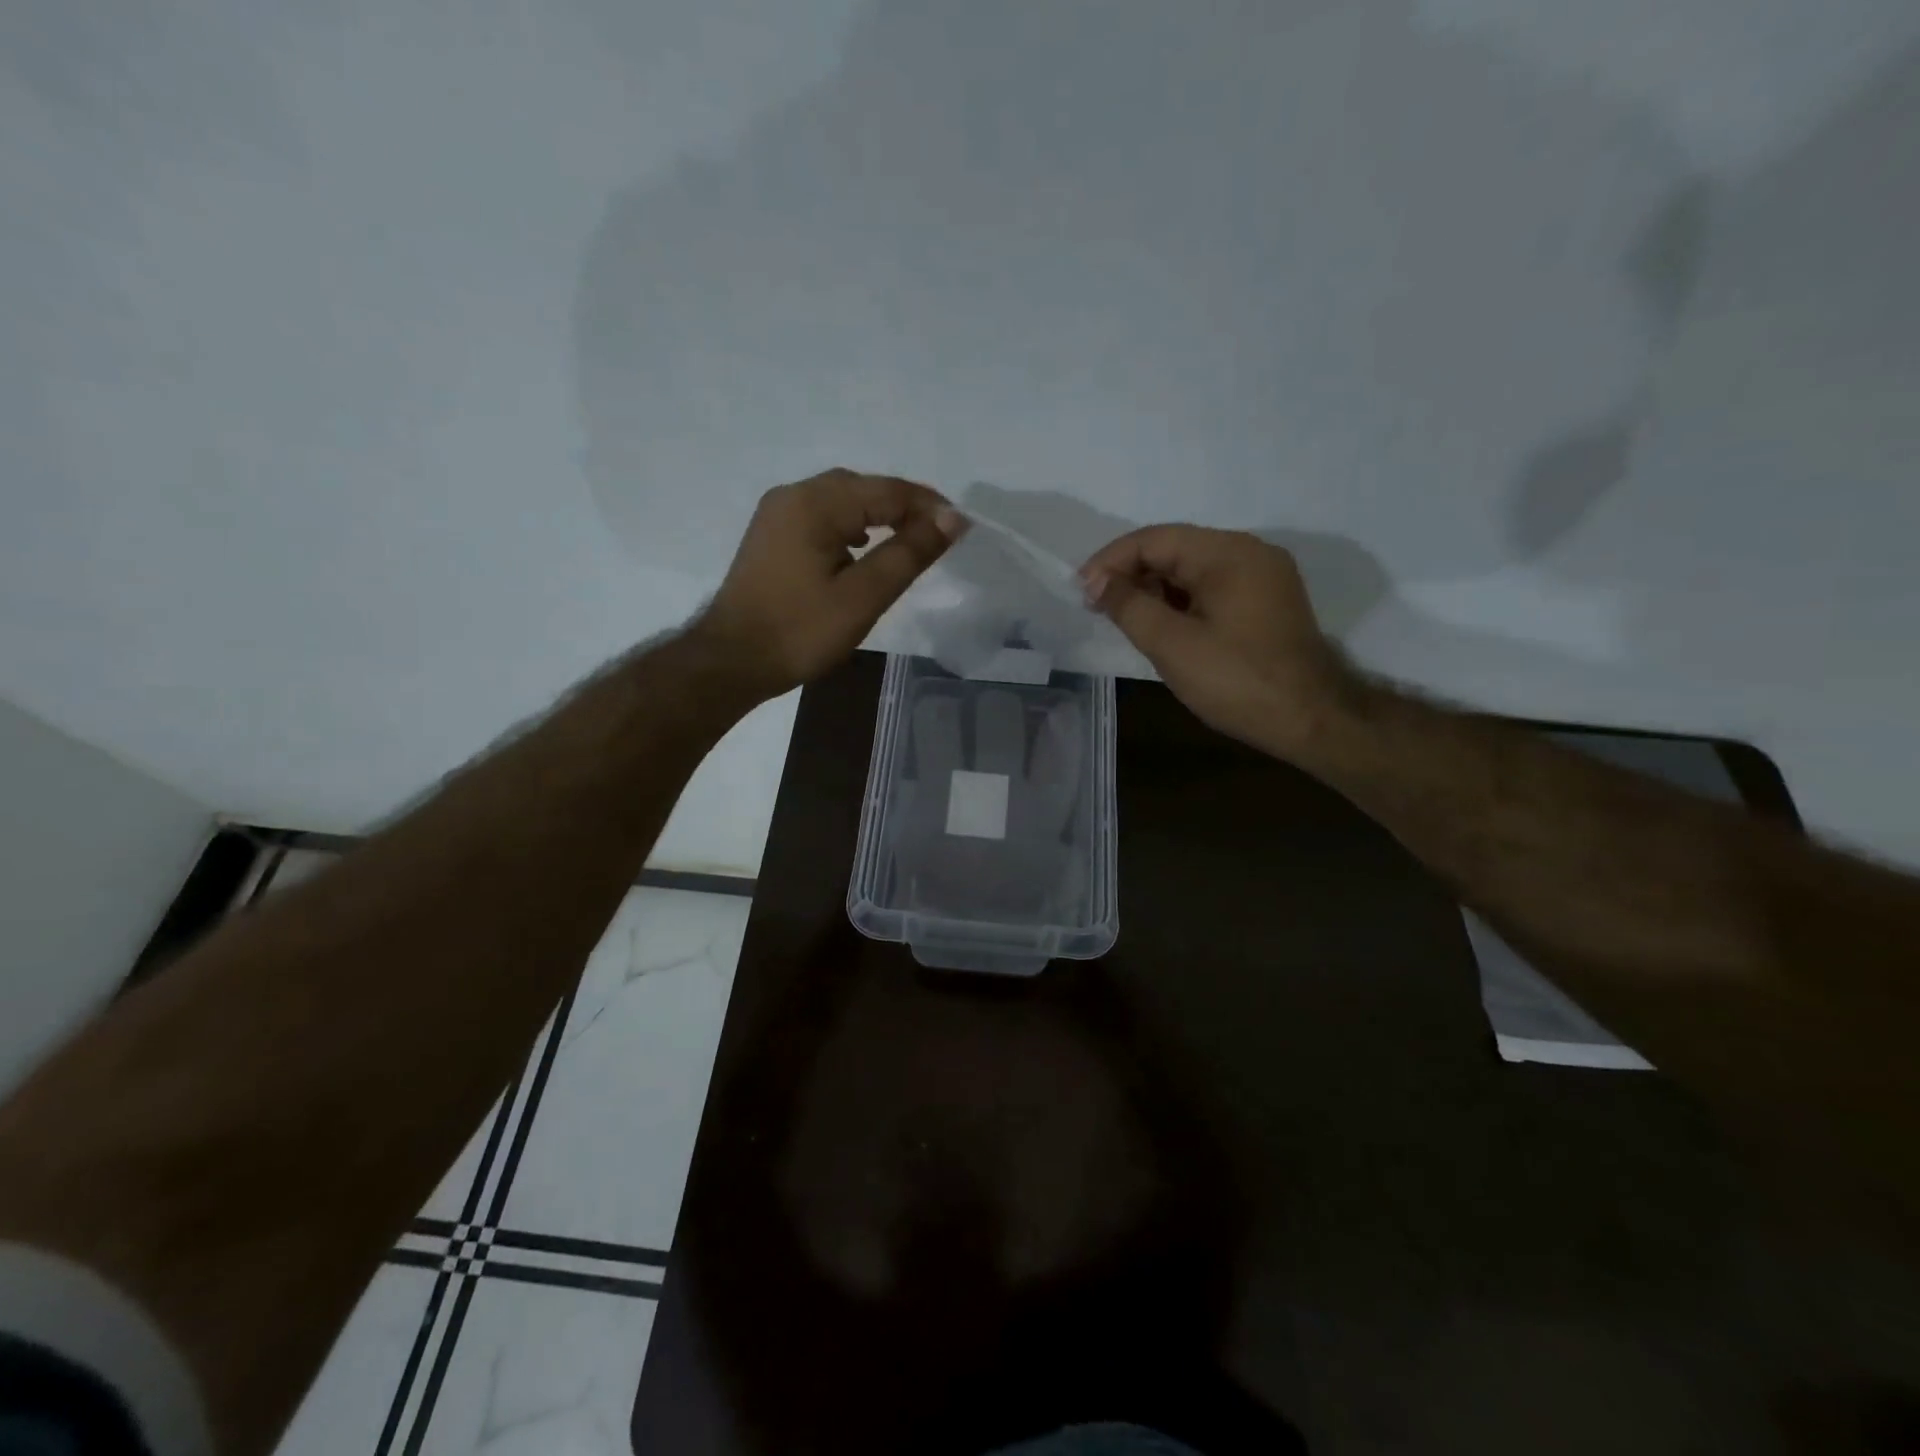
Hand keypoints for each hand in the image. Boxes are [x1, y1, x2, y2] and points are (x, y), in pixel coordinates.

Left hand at [695, 469, 962, 701]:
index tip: (961, 527)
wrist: (731, 662)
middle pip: (862, 488)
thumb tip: (952, 520)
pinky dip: (850, 526)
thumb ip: (909, 553)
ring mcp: (776, 514)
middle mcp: (793, 495)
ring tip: (908, 540)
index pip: (886, 490)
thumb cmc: (800, 631)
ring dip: (877, 515)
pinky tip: (861, 549)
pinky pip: (821, 517)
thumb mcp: (864, 596)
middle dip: (903, 507)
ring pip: (840, 501)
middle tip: (938, 534)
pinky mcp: (771, 536)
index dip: (928, 506)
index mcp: (815, 503)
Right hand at [1080, 525, 1355, 754]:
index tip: (1081, 591)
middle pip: (1175, 549)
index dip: (1111, 561)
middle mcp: (1249, 552)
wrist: (1313, 720)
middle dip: (1132, 574)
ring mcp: (1263, 576)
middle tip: (1098, 607)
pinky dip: (1181, 600)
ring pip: (1193, 569)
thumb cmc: (1238, 681)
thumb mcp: (1173, 645)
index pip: (1155, 539)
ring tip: (1124, 618)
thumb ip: (1129, 607)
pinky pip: (1212, 587)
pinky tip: (1162, 624)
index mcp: (1229, 553)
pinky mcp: (1267, 600)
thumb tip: (1095, 581)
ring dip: (1154, 588)